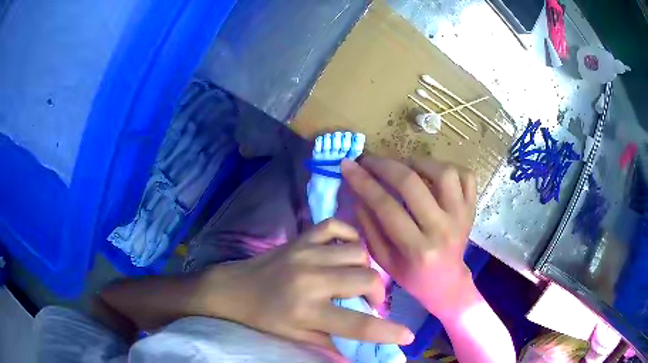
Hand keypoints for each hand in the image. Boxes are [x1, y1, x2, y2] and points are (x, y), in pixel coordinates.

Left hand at [196, 219, 413, 349]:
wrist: (234, 288)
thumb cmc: (264, 317)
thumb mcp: (295, 336)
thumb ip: (330, 343)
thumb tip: (362, 353)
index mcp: (307, 310)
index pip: (357, 325)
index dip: (388, 332)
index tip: (407, 336)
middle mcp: (310, 279)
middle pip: (366, 280)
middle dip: (378, 294)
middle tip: (371, 302)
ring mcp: (306, 252)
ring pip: (357, 252)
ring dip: (365, 268)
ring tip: (357, 279)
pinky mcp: (301, 238)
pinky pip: (336, 226)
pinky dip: (349, 235)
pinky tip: (347, 251)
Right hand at [341, 156, 476, 320]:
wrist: (447, 282)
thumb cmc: (412, 275)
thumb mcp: (384, 259)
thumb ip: (369, 227)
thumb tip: (358, 193)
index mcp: (416, 249)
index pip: (385, 206)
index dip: (363, 182)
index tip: (348, 166)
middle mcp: (442, 229)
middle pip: (412, 184)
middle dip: (384, 165)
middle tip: (369, 160)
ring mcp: (462, 216)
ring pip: (442, 173)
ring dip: (418, 162)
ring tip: (403, 166)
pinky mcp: (472, 208)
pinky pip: (466, 175)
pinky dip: (449, 167)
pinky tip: (433, 174)